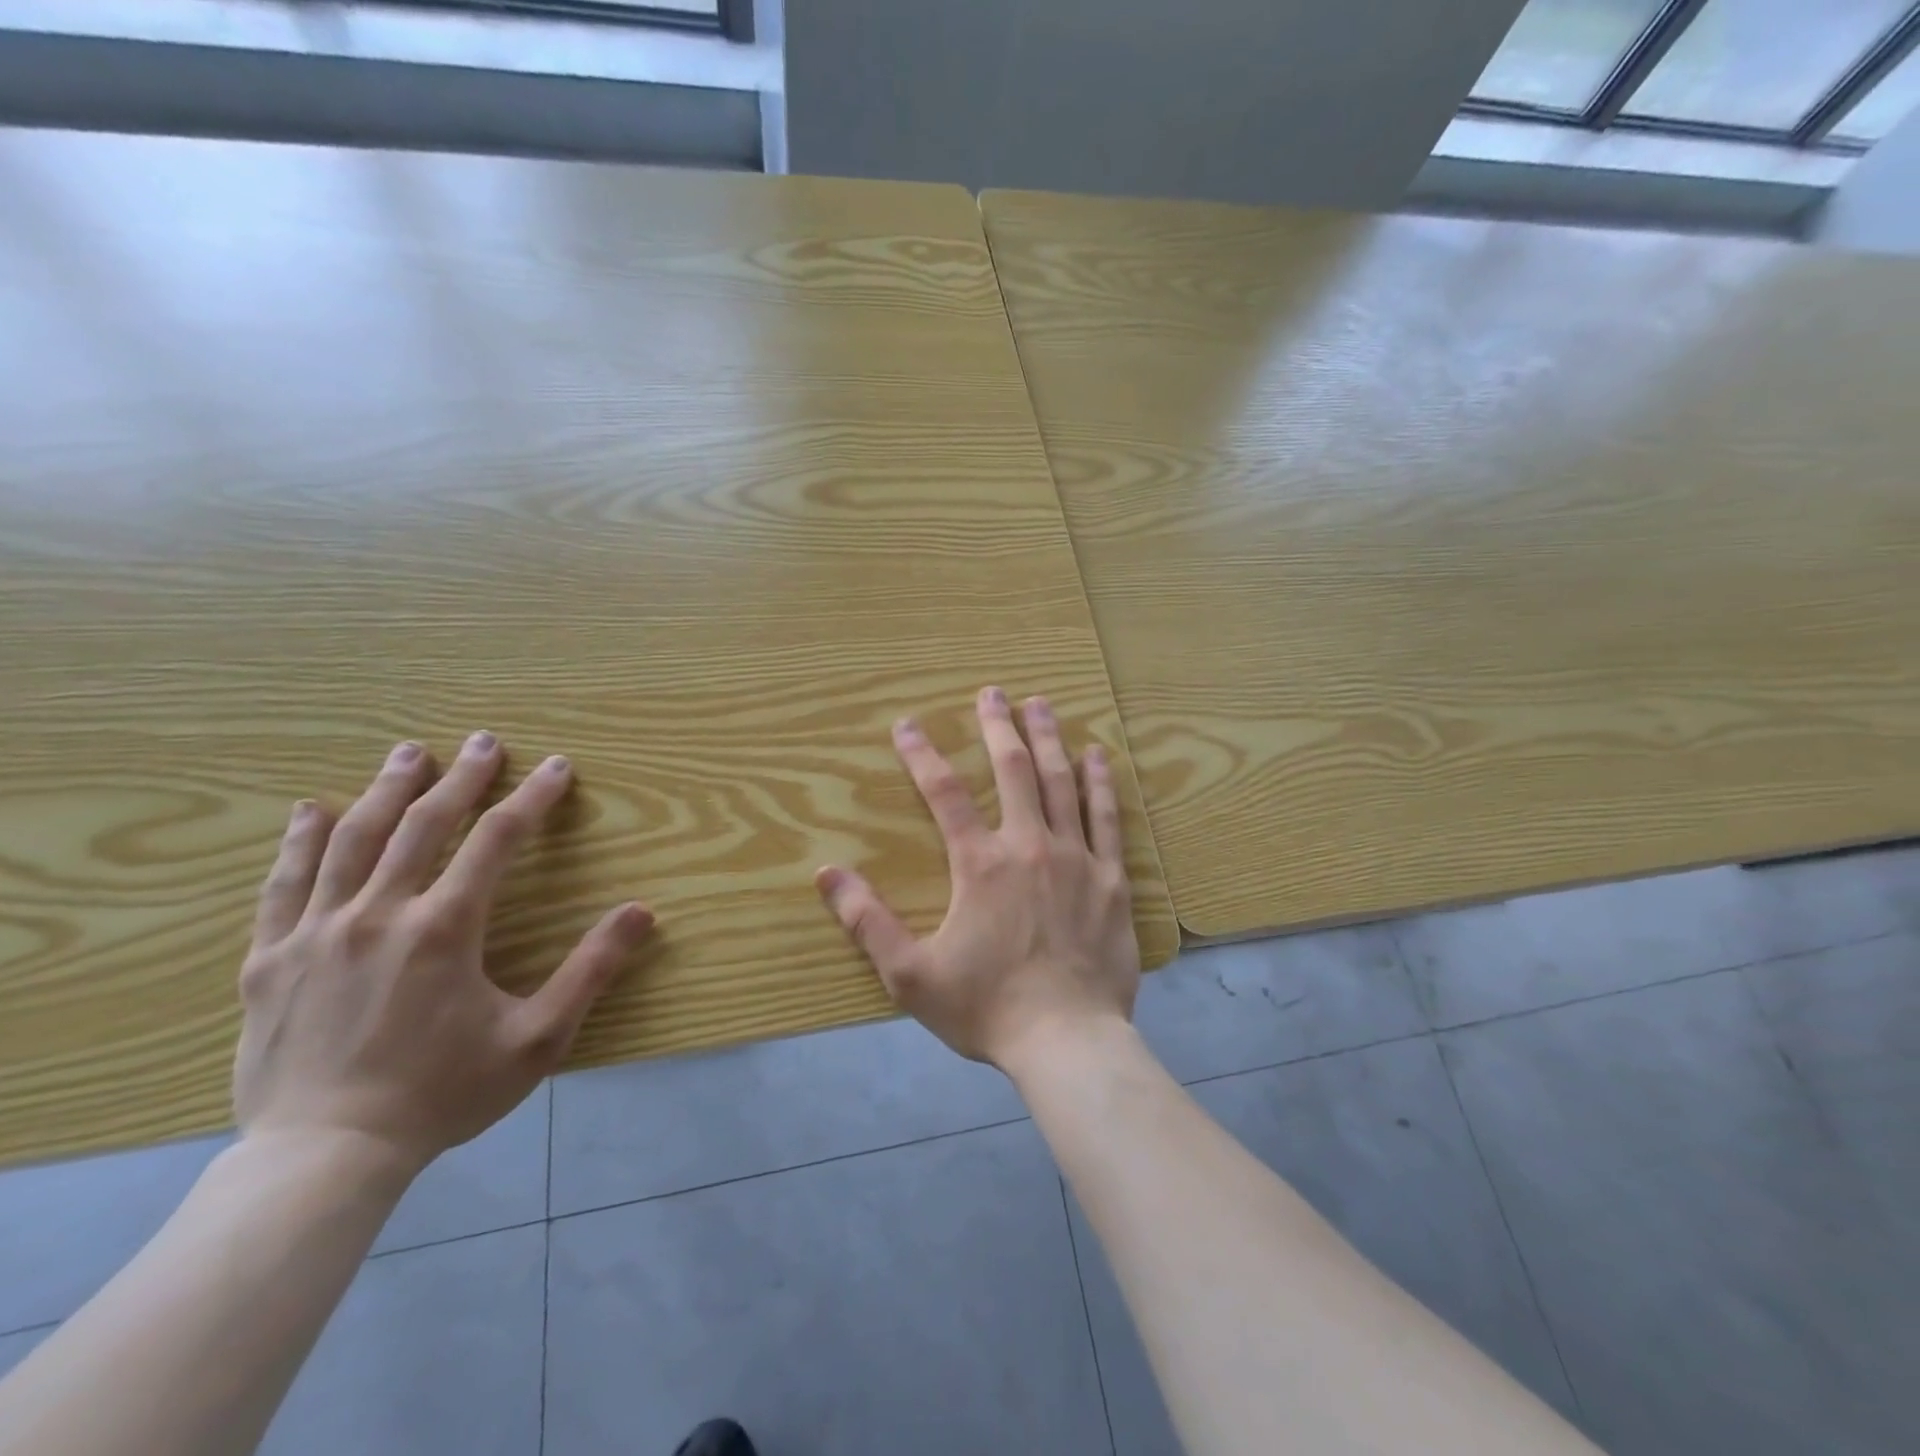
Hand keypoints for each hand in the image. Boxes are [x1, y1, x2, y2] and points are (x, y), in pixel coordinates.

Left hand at [233, 733, 653, 1171]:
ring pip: (352, 840)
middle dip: (461, 778)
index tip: (556, 767)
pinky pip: (285, 885)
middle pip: (423, 824)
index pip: (496, 840)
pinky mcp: (270, 961)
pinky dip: (301, 842)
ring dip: (386, 790)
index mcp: (444, 928)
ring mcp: (316, 933)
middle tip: (484, 741)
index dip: (532, 798)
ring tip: (409, 752)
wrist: (322, 1160)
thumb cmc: (442, 1094)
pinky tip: (310, 811)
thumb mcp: (538, 1038)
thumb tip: (642, 912)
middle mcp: (379, 914)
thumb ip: (591, 970)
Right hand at [815, 686, 1139, 1071]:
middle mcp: (1028, 846)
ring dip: (1048, 739)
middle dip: (999, 726)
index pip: (944, 793)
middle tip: (993, 692)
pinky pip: (1107, 818)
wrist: (1067, 1041)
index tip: (907, 724)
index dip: (922, 754)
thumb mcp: (910, 973)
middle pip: (1013, 770)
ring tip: (1041, 704)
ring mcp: (1076, 858)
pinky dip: (1101, 783)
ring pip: (1061, 782)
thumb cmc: (987, 1008)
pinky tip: (1098, 755)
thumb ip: (867, 921)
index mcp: (980, 864)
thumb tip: (827, 872)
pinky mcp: (1111, 878)